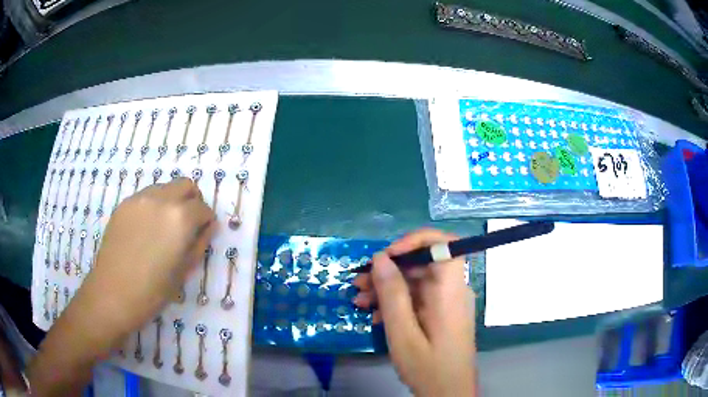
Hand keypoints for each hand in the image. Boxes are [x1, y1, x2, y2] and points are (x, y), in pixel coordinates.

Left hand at [82, 177, 216, 341]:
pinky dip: (153, 206)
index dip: (206, 222)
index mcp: (181, 218)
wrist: (115, 293)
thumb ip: (200, 243)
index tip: (202, 233)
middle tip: (187, 224)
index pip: (203, 208)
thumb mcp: (185, 270)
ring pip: (164, 187)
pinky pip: (146, 196)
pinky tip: (146, 229)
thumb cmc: (154, 290)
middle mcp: (162, 199)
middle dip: (192, 201)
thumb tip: (207, 227)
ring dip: (171, 201)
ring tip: (164, 227)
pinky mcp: (124, 204)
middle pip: (185, 185)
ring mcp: (140, 198)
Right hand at [353, 229, 475, 396]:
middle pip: (423, 264)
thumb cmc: (427, 367)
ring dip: (387, 287)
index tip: (387, 257)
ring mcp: (447, 303)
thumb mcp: (403, 333)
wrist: (448, 394)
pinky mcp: (441, 314)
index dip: (415, 241)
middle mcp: (453, 291)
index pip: (444, 245)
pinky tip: (375, 315)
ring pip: (417, 281)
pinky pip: (418, 298)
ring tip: (359, 300)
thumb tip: (380, 258)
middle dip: (389, 270)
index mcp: (450, 291)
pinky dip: (396, 302)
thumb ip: (392, 295)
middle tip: (358, 283)